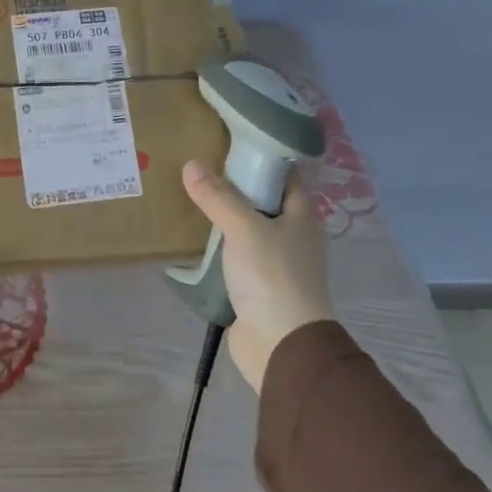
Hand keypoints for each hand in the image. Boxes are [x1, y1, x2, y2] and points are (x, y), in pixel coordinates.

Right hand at [181, 160, 336, 392]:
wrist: (281, 345)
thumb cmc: (273, 277)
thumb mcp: (244, 228)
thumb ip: (218, 197)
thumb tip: (191, 165)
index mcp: (302, 217)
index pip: (285, 177)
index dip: (262, 160)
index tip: (230, 145)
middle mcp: (292, 237)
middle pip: (263, 203)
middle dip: (235, 189)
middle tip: (199, 171)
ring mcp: (275, 265)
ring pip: (247, 232)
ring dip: (224, 221)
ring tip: (189, 200)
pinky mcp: (256, 288)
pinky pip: (234, 259)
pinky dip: (217, 250)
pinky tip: (193, 242)